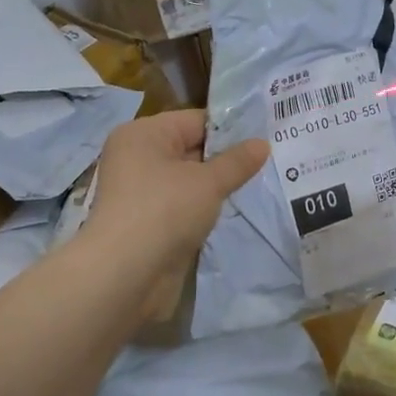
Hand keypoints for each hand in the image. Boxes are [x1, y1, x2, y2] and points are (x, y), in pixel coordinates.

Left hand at [82, 110, 268, 320]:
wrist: (126, 275)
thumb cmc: (164, 211)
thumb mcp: (208, 182)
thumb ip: (237, 162)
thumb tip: (262, 143)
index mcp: (144, 134)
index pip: (196, 120)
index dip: (231, 129)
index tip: (266, 139)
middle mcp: (137, 157)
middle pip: (191, 149)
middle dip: (227, 159)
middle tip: (269, 163)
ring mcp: (141, 192)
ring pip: (189, 181)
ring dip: (217, 187)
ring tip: (256, 186)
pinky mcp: (148, 222)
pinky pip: (183, 206)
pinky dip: (203, 209)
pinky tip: (231, 212)